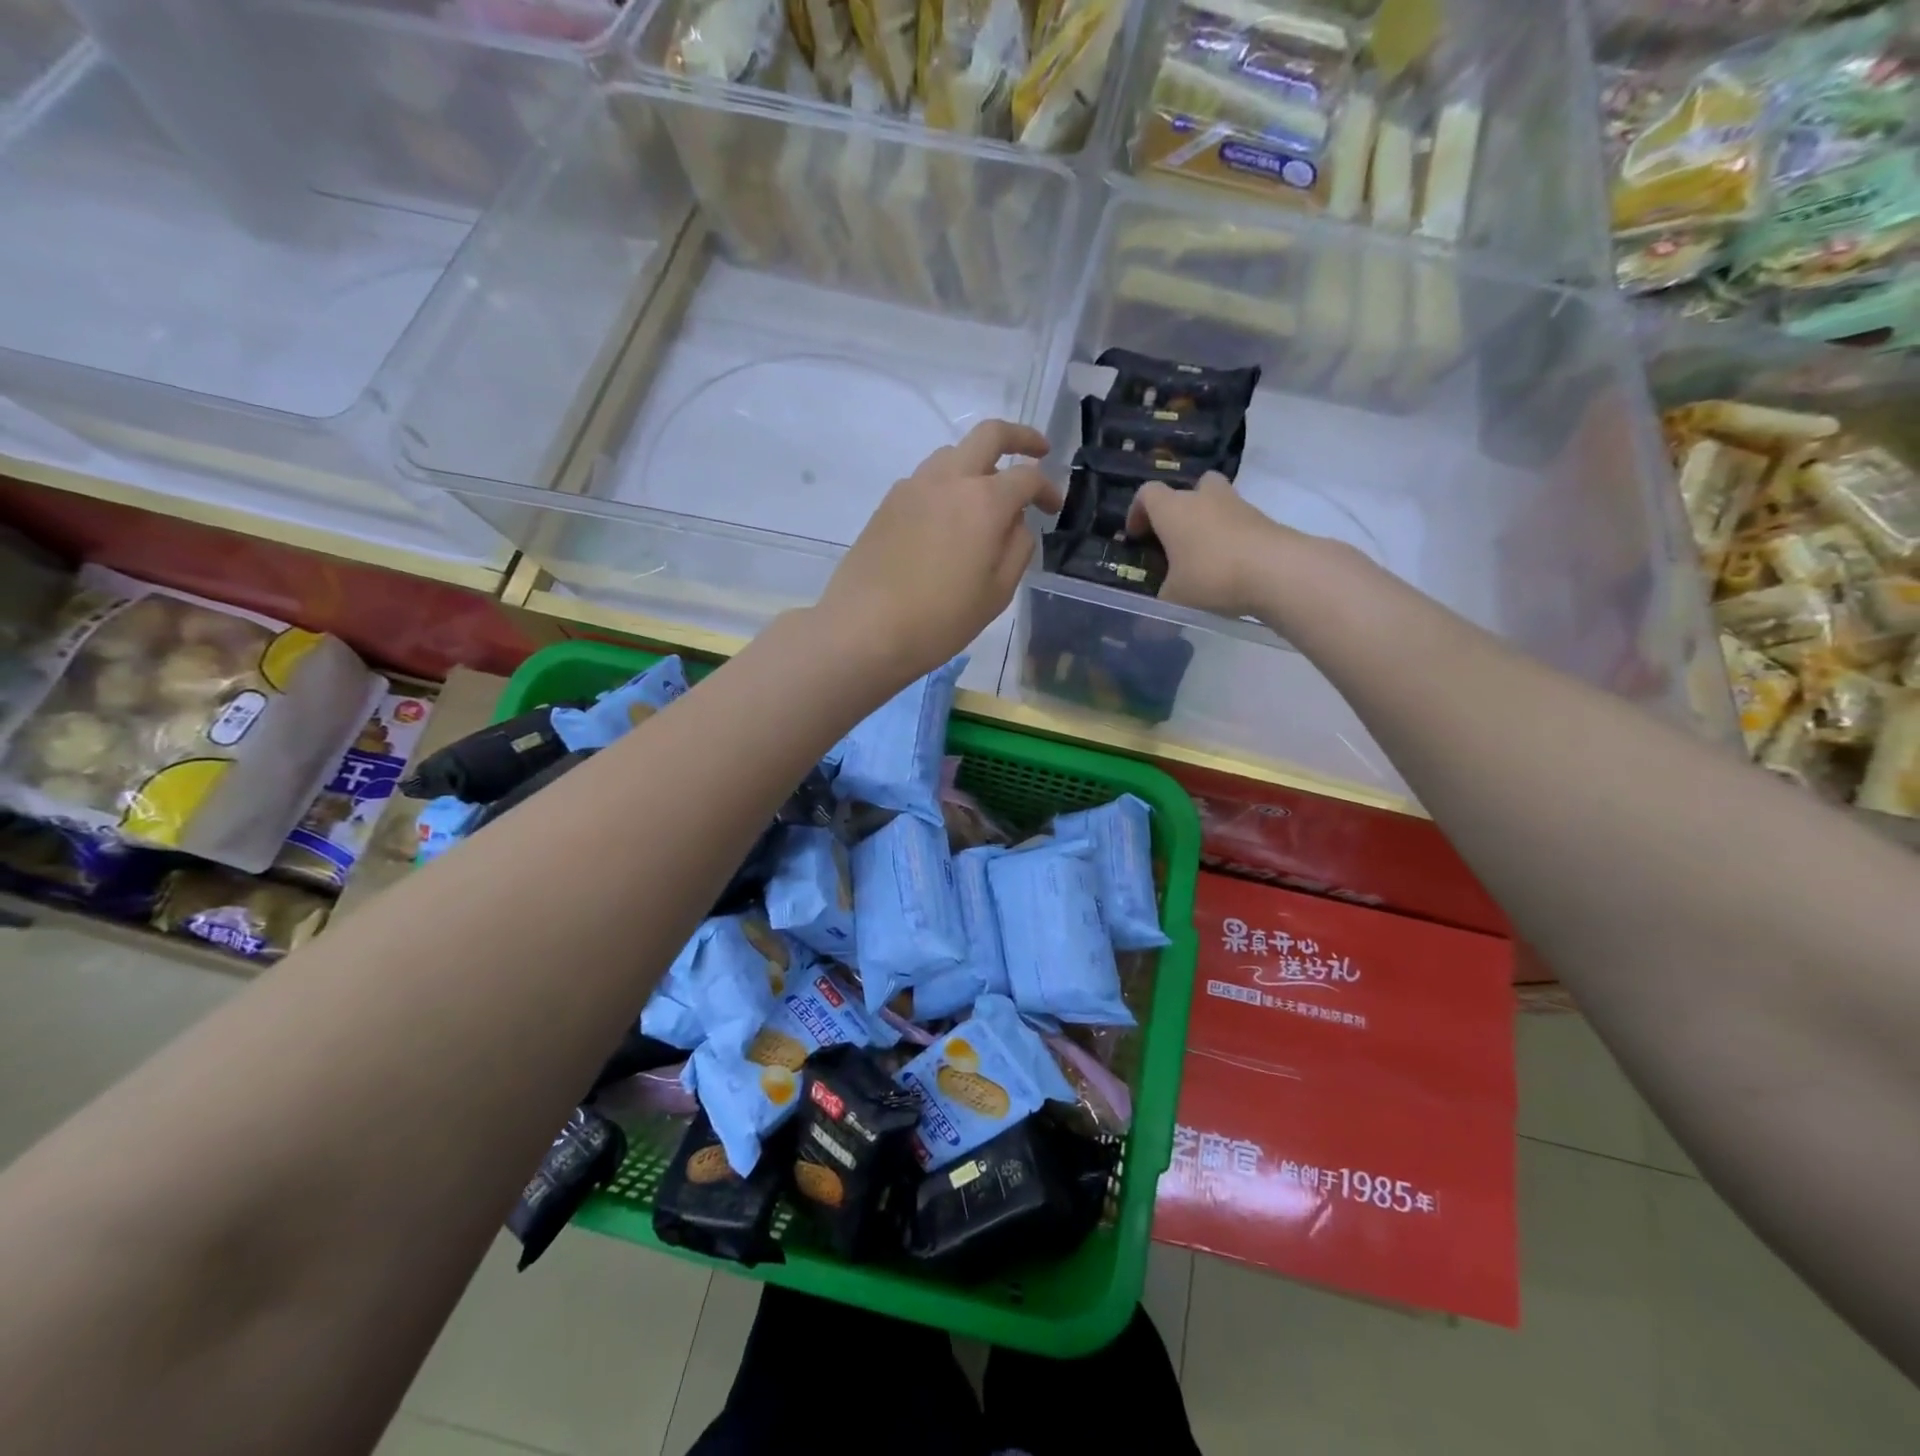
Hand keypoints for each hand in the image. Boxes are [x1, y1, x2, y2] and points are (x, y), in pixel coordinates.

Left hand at [817, 420, 1060, 681]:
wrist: (865, 629)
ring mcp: (913, 487)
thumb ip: (1017, 548)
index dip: (1048, 488)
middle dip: (1020, 437)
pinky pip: (927, 479)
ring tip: (987, 494)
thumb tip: (1017, 521)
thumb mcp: (996, 593)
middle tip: (1037, 452)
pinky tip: (948, 518)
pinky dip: (948, 484)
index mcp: (984, 501)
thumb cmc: (940, 620)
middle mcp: (949, 480)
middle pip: (989, 435)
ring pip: (953, 453)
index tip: (1054, 508)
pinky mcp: (888, 503)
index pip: (1027, 477)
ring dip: (978, 462)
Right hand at [1126, 471, 1298, 619]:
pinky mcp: (1263, 519)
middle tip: (1175, 539)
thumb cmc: (1212, 576)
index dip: (1137, 512)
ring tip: (1203, 555)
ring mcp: (1237, 505)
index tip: (1137, 536)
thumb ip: (1159, 609)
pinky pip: (1239, 522)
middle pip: (1188, 489)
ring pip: (1217, 502)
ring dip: (1208, 521)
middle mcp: (1204, 498)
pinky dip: (1231, 537)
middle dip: (1180, 510)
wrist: (1277, 570)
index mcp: (1173, 510)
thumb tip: (1144, 632)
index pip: (1147, 493)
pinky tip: (1229, 566)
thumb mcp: (1176, 599)